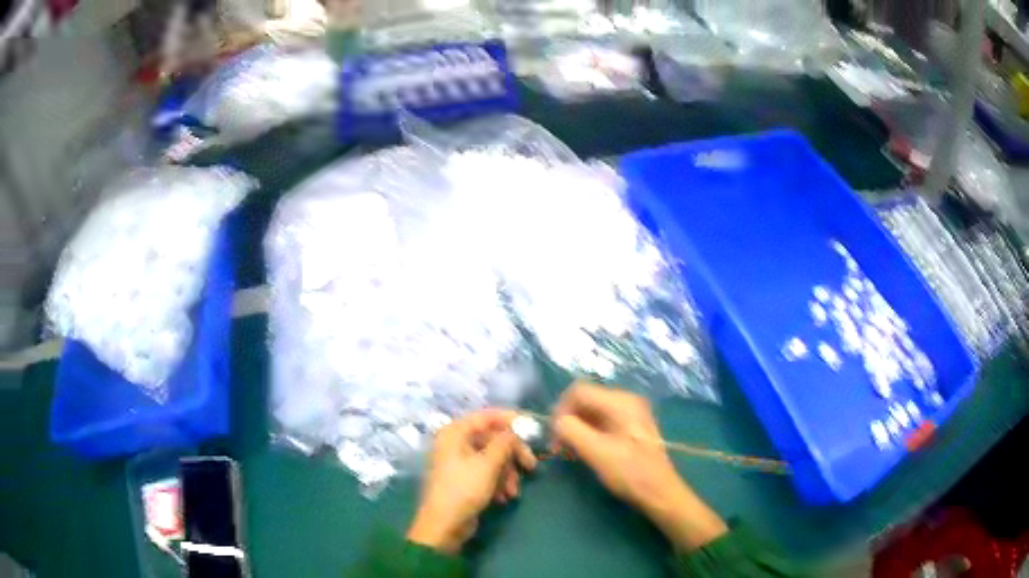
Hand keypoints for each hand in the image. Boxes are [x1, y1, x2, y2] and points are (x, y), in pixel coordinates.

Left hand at [407, 409, 536, 553]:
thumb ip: (504, 443)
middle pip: (492, 439)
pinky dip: (498, 482)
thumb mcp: (488, 464)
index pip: (486, 416)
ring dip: (507, 473)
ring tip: (513, 491)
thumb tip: (516, 430)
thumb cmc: (463, 490)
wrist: (444, 525)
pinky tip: (504, 497)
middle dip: (512, 455)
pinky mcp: (465, 479)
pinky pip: (487, 473)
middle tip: (531, 466)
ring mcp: (459, 462)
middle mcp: (455, 443)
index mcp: (455, 433)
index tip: (531, 426)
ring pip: (493, 458)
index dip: (510, 419)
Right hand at [552, 382, 727, 550]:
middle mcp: (626, 401)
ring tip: (568, 451)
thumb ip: (572, 431)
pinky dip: (587, 433)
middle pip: (585, 400)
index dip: (560, 409)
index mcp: (621, 402)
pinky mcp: (629, 428)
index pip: (579, 391)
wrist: (660, 492)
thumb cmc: (630, 472)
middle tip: (557, 446)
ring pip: (591, 412)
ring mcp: (630, 414)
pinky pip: (601, 422)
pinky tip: (582, 451)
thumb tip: (556, 422)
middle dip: (567, 420)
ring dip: (576, 428)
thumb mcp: (597, 452)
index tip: (553, 435)